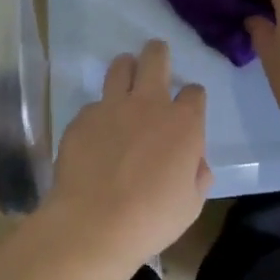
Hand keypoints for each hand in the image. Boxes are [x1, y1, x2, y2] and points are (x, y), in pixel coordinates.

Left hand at [43, 39, 212, 269]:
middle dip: (158, 54)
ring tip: (125, 81)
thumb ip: (197, 175)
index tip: (186, 111)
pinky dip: (98, 114)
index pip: (194, 91)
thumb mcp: (191, 204)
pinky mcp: (82, 119)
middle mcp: (149, 104)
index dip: (191, 99)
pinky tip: (96, 135)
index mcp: (183, 123)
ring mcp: (112, 107)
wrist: (93, 226)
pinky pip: (93, 105)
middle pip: (156, 57)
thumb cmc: (151, 219)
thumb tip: (195, 163)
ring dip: (126, 69)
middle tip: (156, 61)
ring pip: (120, 66)